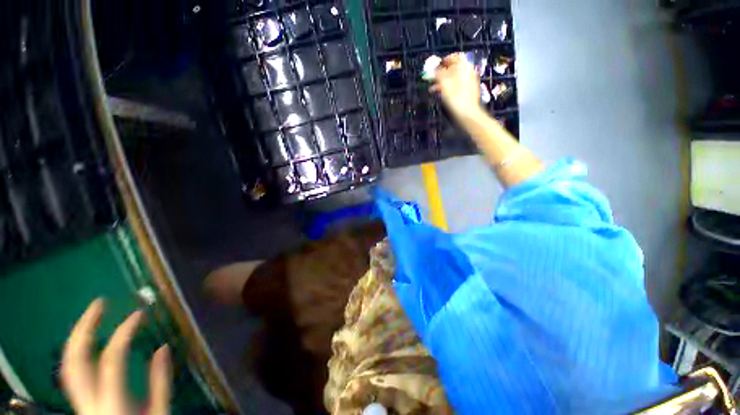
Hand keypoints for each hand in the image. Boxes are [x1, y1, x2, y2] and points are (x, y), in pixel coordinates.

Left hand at [61, 299, 171, 414]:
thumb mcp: (160, 411)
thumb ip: (161, 381)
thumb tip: (163, 347)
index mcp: (112, 402)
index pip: (112, 358)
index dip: (124, 332)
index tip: (139, 314)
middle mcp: (88, 400)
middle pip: (75, 360)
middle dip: (84, 327)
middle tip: (99, 302)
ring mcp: (78, 401)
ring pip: (67, 365)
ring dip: (77, 336)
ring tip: (91, 315)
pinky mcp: (78, 400)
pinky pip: (71, 371)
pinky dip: (78, 351)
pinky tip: (88, 340)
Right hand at [430, 53, 483, 121]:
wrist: (468, 113)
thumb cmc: (456, 98)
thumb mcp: (444, 84)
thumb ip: (438, 74)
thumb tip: (432, 68)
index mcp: (463, 67)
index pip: (452, 57)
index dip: (441, 62)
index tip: (433, 68)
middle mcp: (467, 71)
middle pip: (452, 68)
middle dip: (440, 73)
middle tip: (431, 79)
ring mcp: (468, 80)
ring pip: (453, 77)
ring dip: (442, 81)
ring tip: (433, 89)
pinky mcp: (467, 90)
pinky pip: (456, 84)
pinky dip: (447, 87)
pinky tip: (440, 94)